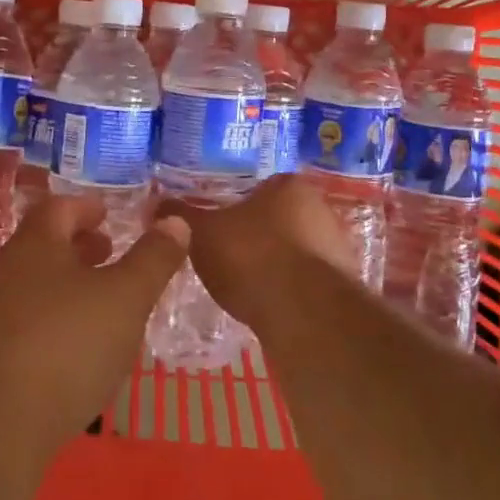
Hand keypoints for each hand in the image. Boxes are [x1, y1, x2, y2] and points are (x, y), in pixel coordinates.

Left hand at [0, 196, 187, 464]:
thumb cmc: (67, 345)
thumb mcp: (126, 298)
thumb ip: (153, 258)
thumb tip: (175, 220)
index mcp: (35, 245)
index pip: (58, 208)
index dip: (86, 207)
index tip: (108, 214)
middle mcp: (7, 272)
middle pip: (44, 245)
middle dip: (78, 245)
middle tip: (110, 251)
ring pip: (36, 284)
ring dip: (68, 284)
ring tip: (102, 300)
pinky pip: (28, 321)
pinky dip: (56, 318)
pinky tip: (79, 346)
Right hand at [165, 175, 355, 328]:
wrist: (304, 313)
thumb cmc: (251, 257)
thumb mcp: (202, 233)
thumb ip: (180, 216)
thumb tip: (155, 204)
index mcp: (289, 185)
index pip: (260, 188)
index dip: (236, 207)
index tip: (219, 228)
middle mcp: (320, 209)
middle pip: (280, 218)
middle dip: (257, 236)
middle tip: (228, 257)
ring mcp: (337, 248)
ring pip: (296, 251)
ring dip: (276, 265)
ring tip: (245, 287)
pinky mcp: (344, 286)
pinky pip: (308, 282)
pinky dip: (290, 291)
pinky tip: (270, 306)